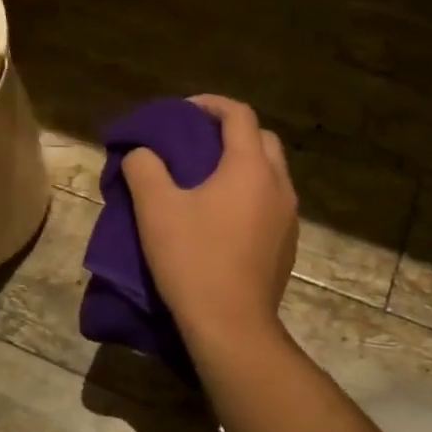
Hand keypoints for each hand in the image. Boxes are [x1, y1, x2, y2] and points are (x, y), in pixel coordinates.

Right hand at [121, 95, 298, 350]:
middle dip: (231, 133)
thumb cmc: (193, 259)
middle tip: (197, 143)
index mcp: (250, 167)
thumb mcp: (155, 209)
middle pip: (262, 140)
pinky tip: (223, 218)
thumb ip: (144, 168)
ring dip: (243, 165)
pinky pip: (271, 204)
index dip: (210, 105)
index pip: (239, 115)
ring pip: (270, 174)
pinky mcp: (287, 246)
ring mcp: (289, 218)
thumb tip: (142, 153)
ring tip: (207, 180)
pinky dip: (250, 195)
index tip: (183, 112)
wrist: (231, 326)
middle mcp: (279, 185)